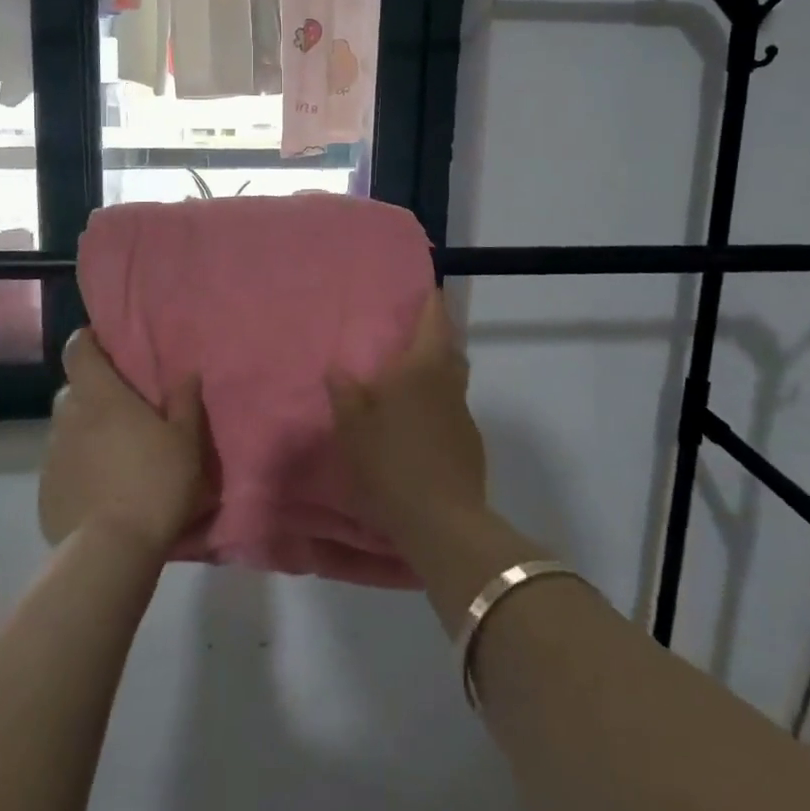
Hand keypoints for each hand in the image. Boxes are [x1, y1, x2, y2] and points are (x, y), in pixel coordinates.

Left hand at [39, 329, 207, 557]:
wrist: (112, 551)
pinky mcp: (46, 492)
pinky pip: (61, 466)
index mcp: (101, 396)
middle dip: (92, 391)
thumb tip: (187, 373)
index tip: (103, 344)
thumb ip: (185, 402)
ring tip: (113, 452)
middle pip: (73, 390)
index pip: (78, 350)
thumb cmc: (155, 483)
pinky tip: (100, 488)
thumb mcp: (186, 441)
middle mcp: (69, 418)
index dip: (87, 341)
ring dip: (85, 431)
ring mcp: (52, 456)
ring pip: (66, 429)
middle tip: (121, 407)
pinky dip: (77, 467)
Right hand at [327, 290, 485, 541]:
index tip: (426, 288)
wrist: (441, 522)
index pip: (434, 320)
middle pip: (449, 348)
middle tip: (408, 337)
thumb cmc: (391, 462)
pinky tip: (418, 426)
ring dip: (436, 373)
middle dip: (434, 337)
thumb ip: (344, 393)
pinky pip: (452, 411)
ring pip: (452, 380)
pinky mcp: (470, 444)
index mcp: (423, 367)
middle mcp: (449, 383)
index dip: (431, 301)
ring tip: (408, 382)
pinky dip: (438, 406)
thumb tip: (338, 368)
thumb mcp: (352, 427)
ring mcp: (464, 415)